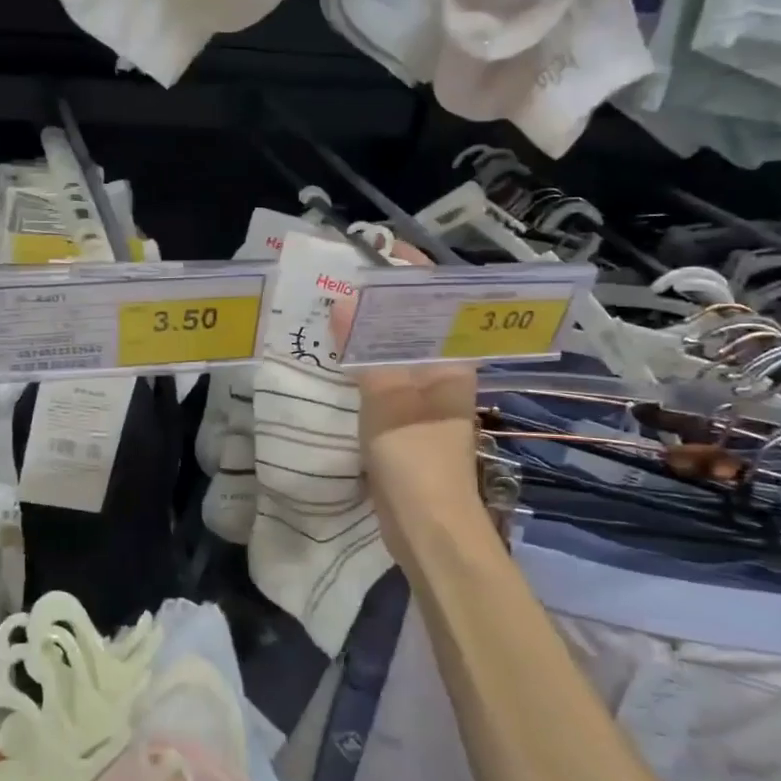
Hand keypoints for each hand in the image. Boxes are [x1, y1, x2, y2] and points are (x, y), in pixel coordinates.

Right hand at [328, 244, 479, 524]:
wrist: (428, 530)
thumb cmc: (417, 458)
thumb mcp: (389, 399)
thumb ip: (368, 351)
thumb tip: (345, 301)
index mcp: (451, 361)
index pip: (434, 301)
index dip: (408, 273)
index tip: (372, 250)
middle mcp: (441, 372)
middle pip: (411, 323)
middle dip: (379, 299)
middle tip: (338, 279)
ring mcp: (422, 398)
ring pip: (394, 351)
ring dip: (367, 332)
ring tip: (329, 308)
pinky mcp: (403, 421)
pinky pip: (381, 378)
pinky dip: (361, 364)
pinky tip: (334, 356)